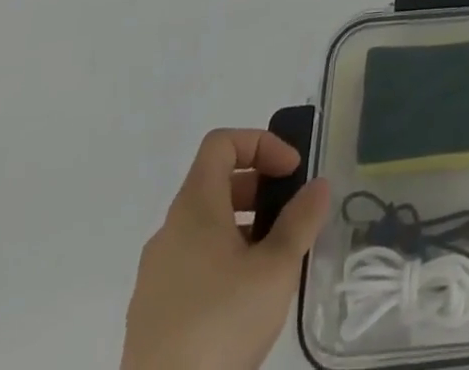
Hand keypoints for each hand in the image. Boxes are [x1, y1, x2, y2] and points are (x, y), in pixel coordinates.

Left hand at [121, 129, 332, 369]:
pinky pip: (192, 264)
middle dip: (259, 188)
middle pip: (215, 183)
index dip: (261, 143)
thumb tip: (317, 186)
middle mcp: (168, 232)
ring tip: (275, 259)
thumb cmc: (221, 324)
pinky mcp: (152, 314)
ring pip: (205, 227)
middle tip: (290, 214)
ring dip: (244, 227)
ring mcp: (154, 275)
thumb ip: (301, 220)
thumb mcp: (277, 268)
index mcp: (193, 208)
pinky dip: (223, 260)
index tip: (291, 172)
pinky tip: (247, 298)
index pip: (221, 143)